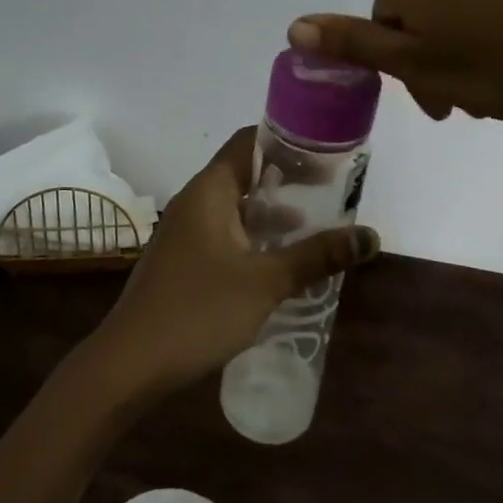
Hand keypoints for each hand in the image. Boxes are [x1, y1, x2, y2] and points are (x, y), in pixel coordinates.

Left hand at [87, 128, 378, 397]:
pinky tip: (281, 261)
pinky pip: (227, 232)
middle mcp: (196, 200)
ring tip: (317, 225)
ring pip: (237, 206)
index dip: (289, 141)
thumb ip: (317, 256)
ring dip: (274, 212)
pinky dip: (256, 236)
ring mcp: (187, 230)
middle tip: (333, 189)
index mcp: (211, 189)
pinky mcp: (185, 258)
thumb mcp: (266, 281)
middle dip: (288, 179)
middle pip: (247, 172)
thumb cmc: (199, 309)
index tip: (327, 151)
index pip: (250, 142)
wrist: (132, 361)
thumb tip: (371, 237)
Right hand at [288, 0, 502, 124]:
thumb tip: (294, 25)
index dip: (402, 62)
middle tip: (468, 96)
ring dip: (475, 28)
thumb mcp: (416, 65)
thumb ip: (353, 41)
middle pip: (427, 2)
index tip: (433, 99)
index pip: (386, 17)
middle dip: (437, 47)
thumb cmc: (499, 66)